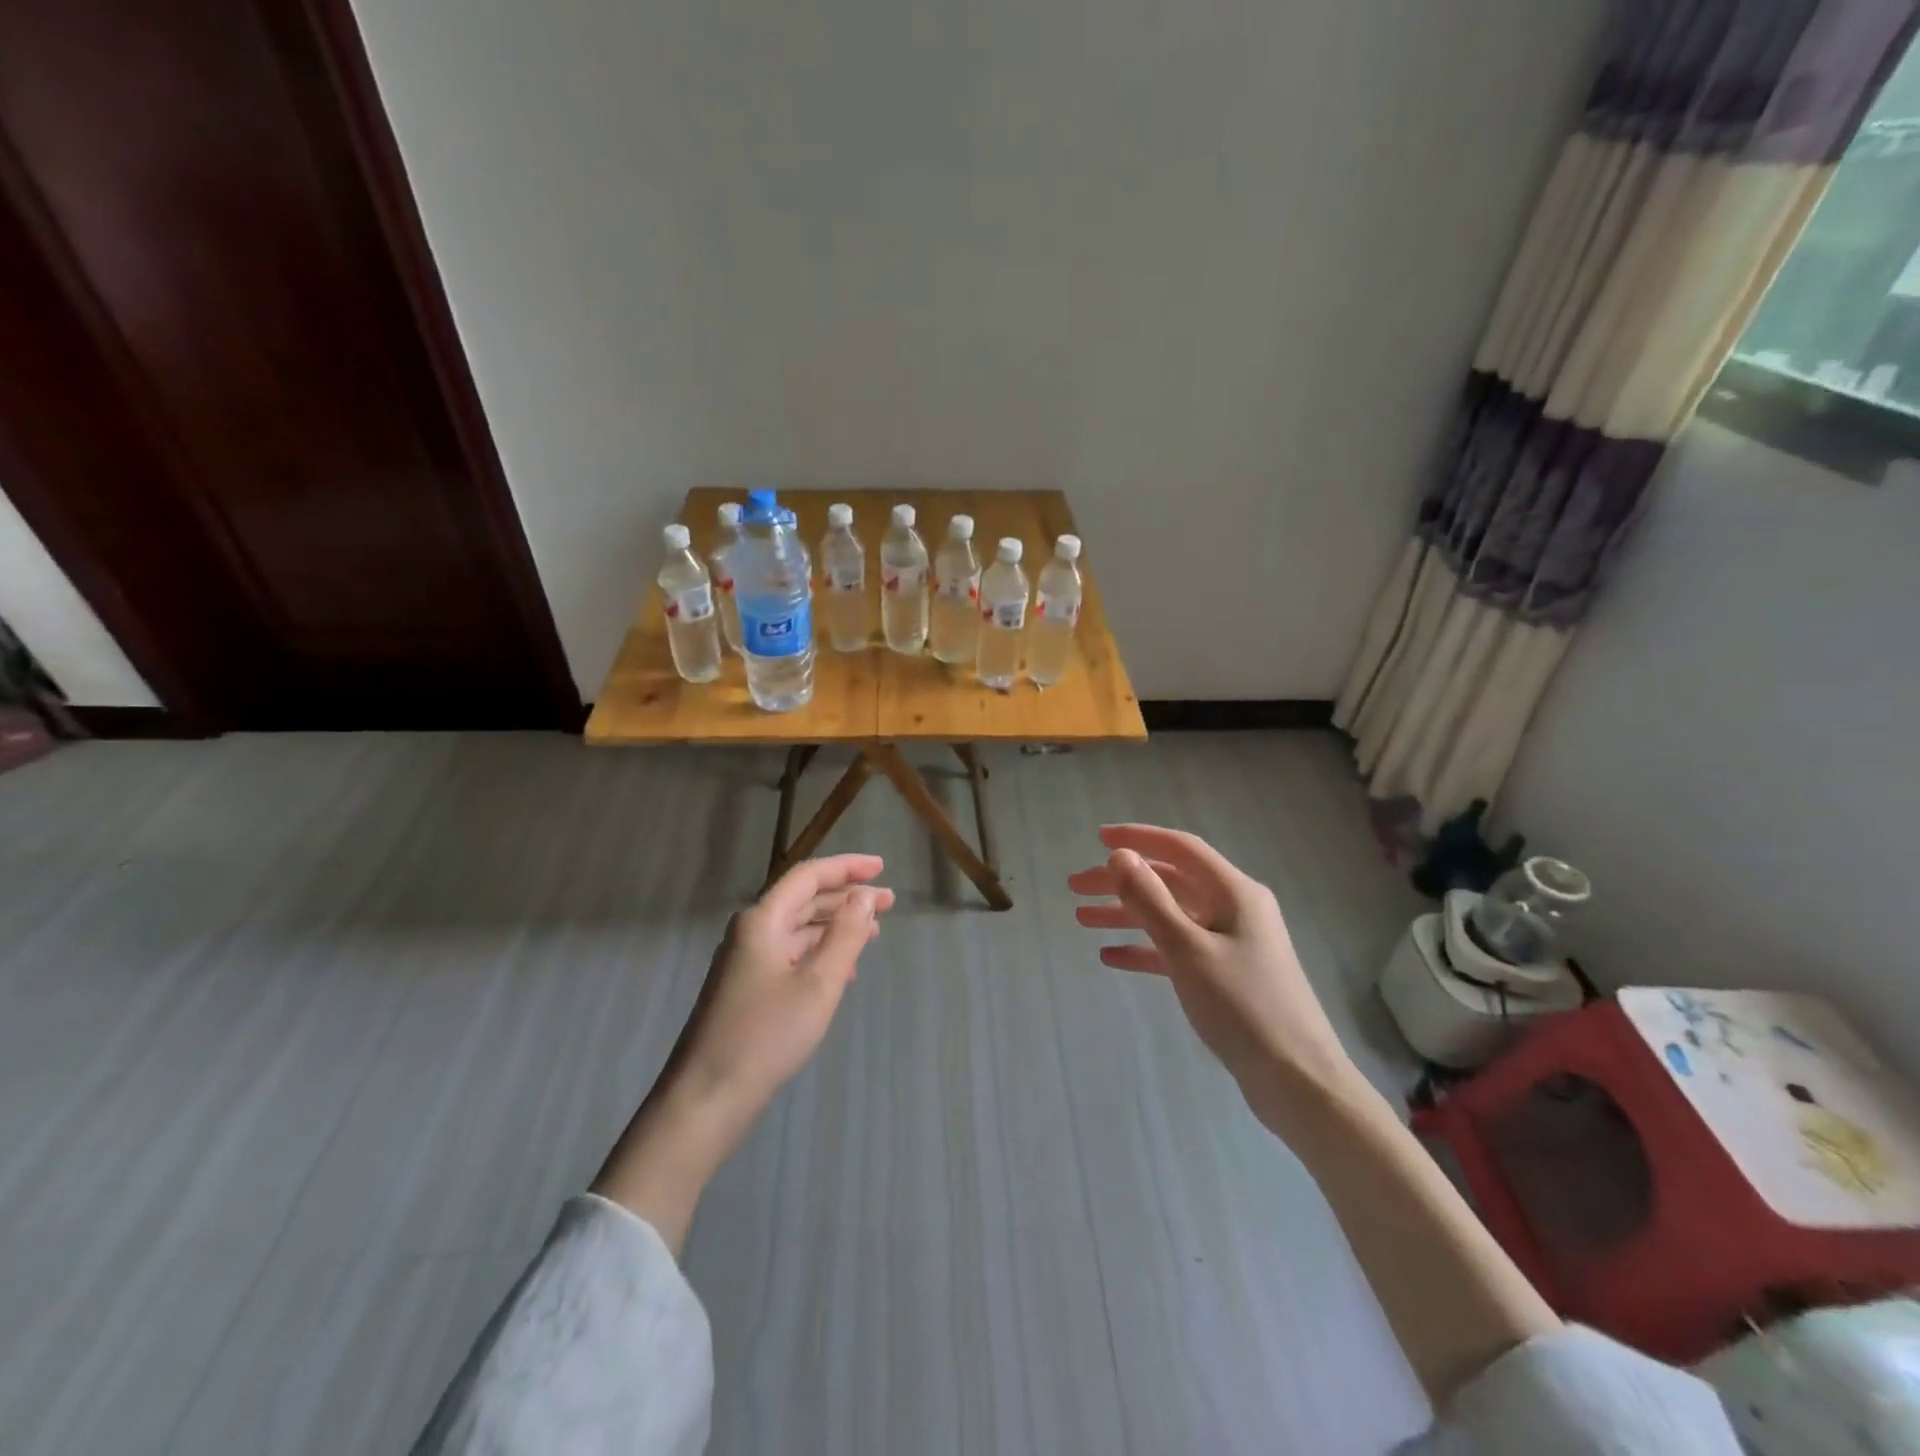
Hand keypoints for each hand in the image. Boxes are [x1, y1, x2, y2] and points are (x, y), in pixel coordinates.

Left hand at [665, 853, 894, 1114]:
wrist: (707, 1098)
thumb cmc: (766, 1035)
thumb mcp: (818, 983)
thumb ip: (845, 935)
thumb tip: (864, 896)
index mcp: (762, 921)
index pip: (808, 876)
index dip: (846, 867)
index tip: (881, 867)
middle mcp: (751, 932)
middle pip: (804, 900)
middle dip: (847, 898)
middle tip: (888, 903)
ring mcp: (746, 962)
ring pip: (798, 930)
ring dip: (836, 927)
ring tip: (873, 933)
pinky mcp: (747, 989)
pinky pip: (791, 956)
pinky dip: (820, 955)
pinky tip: (844, 972)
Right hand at [1068, 825, 1360, 1132]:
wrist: (1298, 1081)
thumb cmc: (1243, 1007)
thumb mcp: (1188, 949)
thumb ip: (1151, 900)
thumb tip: (1120, 855)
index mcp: (1234, 892)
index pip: (1180, 849)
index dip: (1138, 838)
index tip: (1097, 837)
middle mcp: (1235, 909)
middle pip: (1169, 882)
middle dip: (1122, 882)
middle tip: (1076, 887)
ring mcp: (1231, 943)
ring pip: (1170, 916)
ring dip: (1127, 914)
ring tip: (1082, 919)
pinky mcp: (1226, 975)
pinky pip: (1177, 950)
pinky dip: (1145, 949)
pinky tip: (1111, 957)